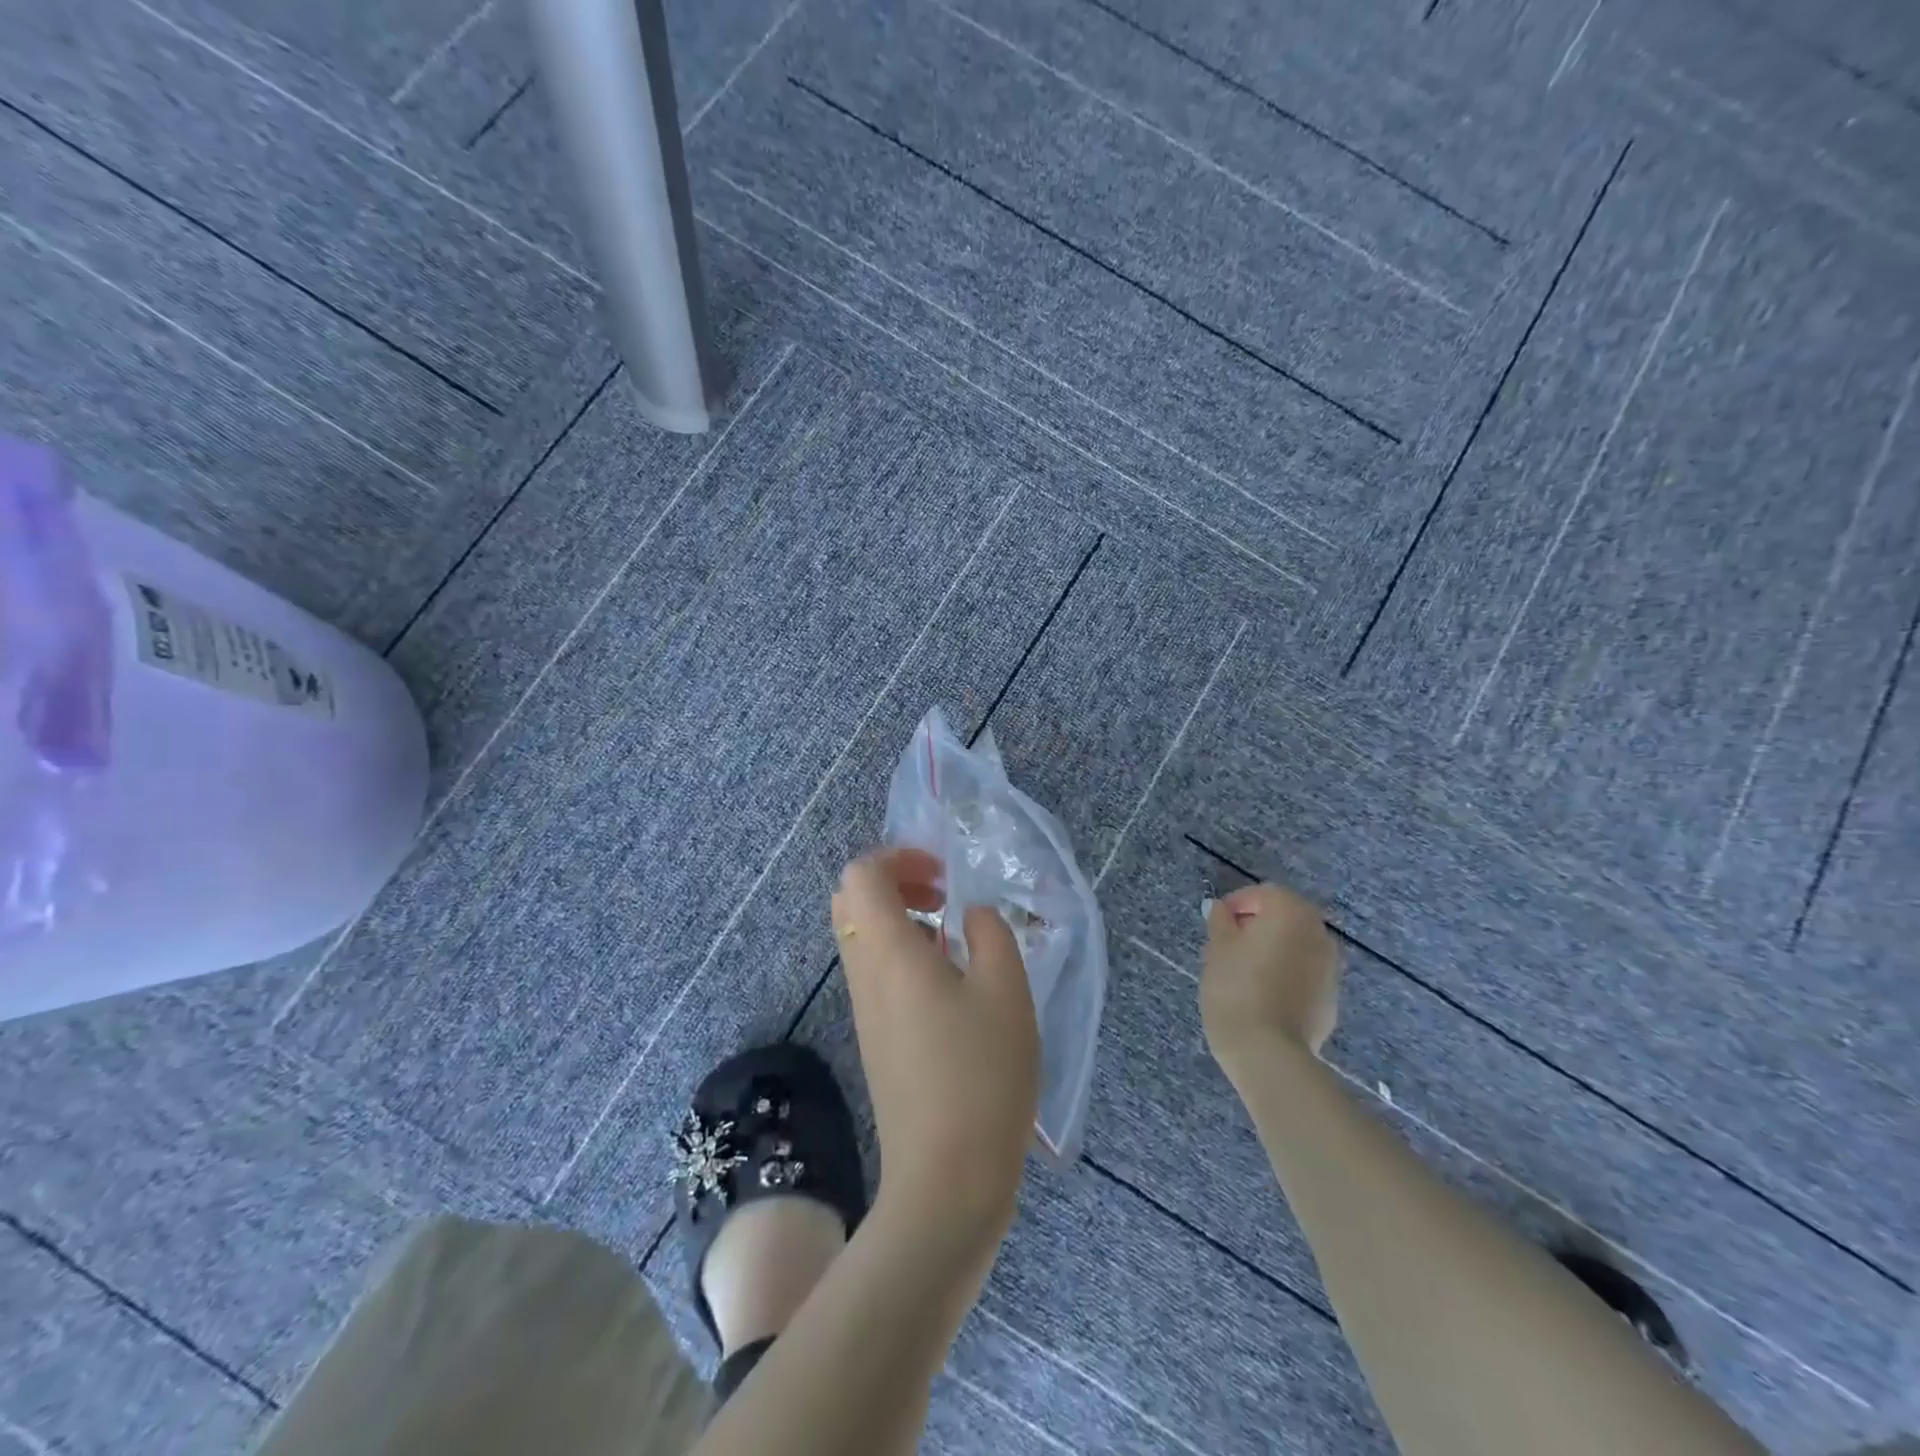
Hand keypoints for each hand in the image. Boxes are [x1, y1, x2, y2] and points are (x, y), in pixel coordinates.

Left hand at [831, 848, 1039, 1256]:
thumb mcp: (1006, 989)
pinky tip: (951, 984)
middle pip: (850, 901)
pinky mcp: (875, 1038)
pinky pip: (875, 973)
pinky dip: (903, 955)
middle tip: (943, 897)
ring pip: (861, 938)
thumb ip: (990, 932)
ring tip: (955, 940)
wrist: (945, 1179)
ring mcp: (864, 1009)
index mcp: (886, 951)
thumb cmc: (980, 1074)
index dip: (898, 858)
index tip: (943, 876)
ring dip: (901, 920)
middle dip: (895, 883)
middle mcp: (863, 973)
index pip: (860, 874)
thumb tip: (969, 914)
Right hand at [1200, 882, 1340, 1075]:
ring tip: (1245, 972)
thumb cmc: (1236, 988)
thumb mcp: (1217, 948)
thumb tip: (1219, 908)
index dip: (1237, 904)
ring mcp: (1331, 968)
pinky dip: (1287, 975)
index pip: (1263, 893)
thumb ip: (1220, 921)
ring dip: (1274, 950)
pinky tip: (1264, 995)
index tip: (1216, 923)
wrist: (1268, 1052)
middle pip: (1285, 918)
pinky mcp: (1331, 999)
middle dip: (1258, 926)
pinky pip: (1305, 974)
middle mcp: (1318, 933)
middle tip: (1228, 945)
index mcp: (1291, 912)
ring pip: (1297, 946)